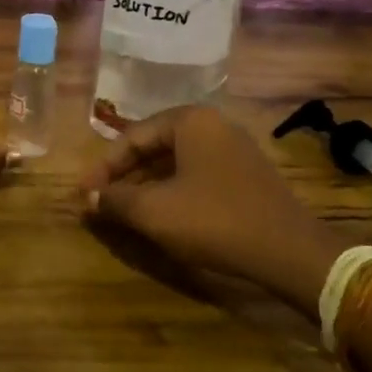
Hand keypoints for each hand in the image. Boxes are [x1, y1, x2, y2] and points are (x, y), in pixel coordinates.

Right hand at [79, 106, 346, 313]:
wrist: (288, 251)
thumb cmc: (214, 220)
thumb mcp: (155, 211)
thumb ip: (116, 200)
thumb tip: (88, 199)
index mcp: (191, 120)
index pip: (133, 136)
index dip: (103, 167)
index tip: (83, 193)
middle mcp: (213, 125)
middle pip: (154, 147)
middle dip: (124, 176)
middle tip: (99, 202)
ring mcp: (233, 150)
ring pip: (175, 163)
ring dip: (145, 186)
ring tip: (122, 211)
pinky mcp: (245, 176)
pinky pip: (196, 176)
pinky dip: (171, 192)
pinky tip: (158, 216)